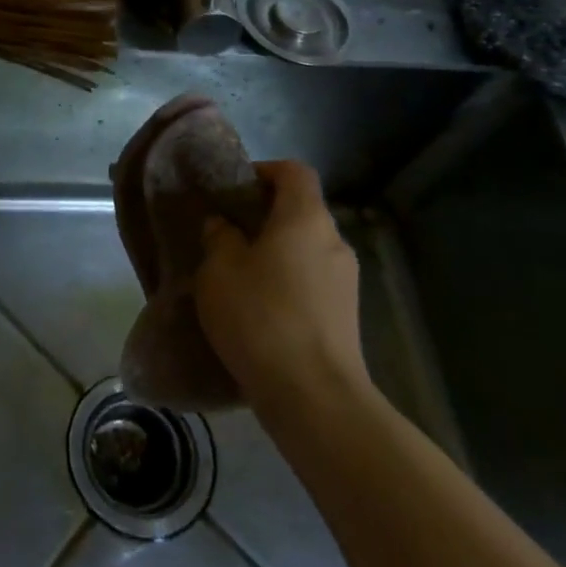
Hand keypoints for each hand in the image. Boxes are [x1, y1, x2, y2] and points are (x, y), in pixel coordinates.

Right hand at [193, 160, 368, 407]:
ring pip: (306, 248)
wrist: (314, 396)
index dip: (263, 170)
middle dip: (264, 215)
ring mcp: (346, 281)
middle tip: (226, 233)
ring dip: (275, 252)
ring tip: (238, 275)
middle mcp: (334, 241)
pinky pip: (312, 280)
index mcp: (306, 218)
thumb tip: (223, 225)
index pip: (294, 172)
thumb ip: (219, 238)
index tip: (233, 189)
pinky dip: (287, 281)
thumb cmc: (261, 317)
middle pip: (301, 210)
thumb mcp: (219, 271)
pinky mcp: (346, 315)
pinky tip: (260, 308)